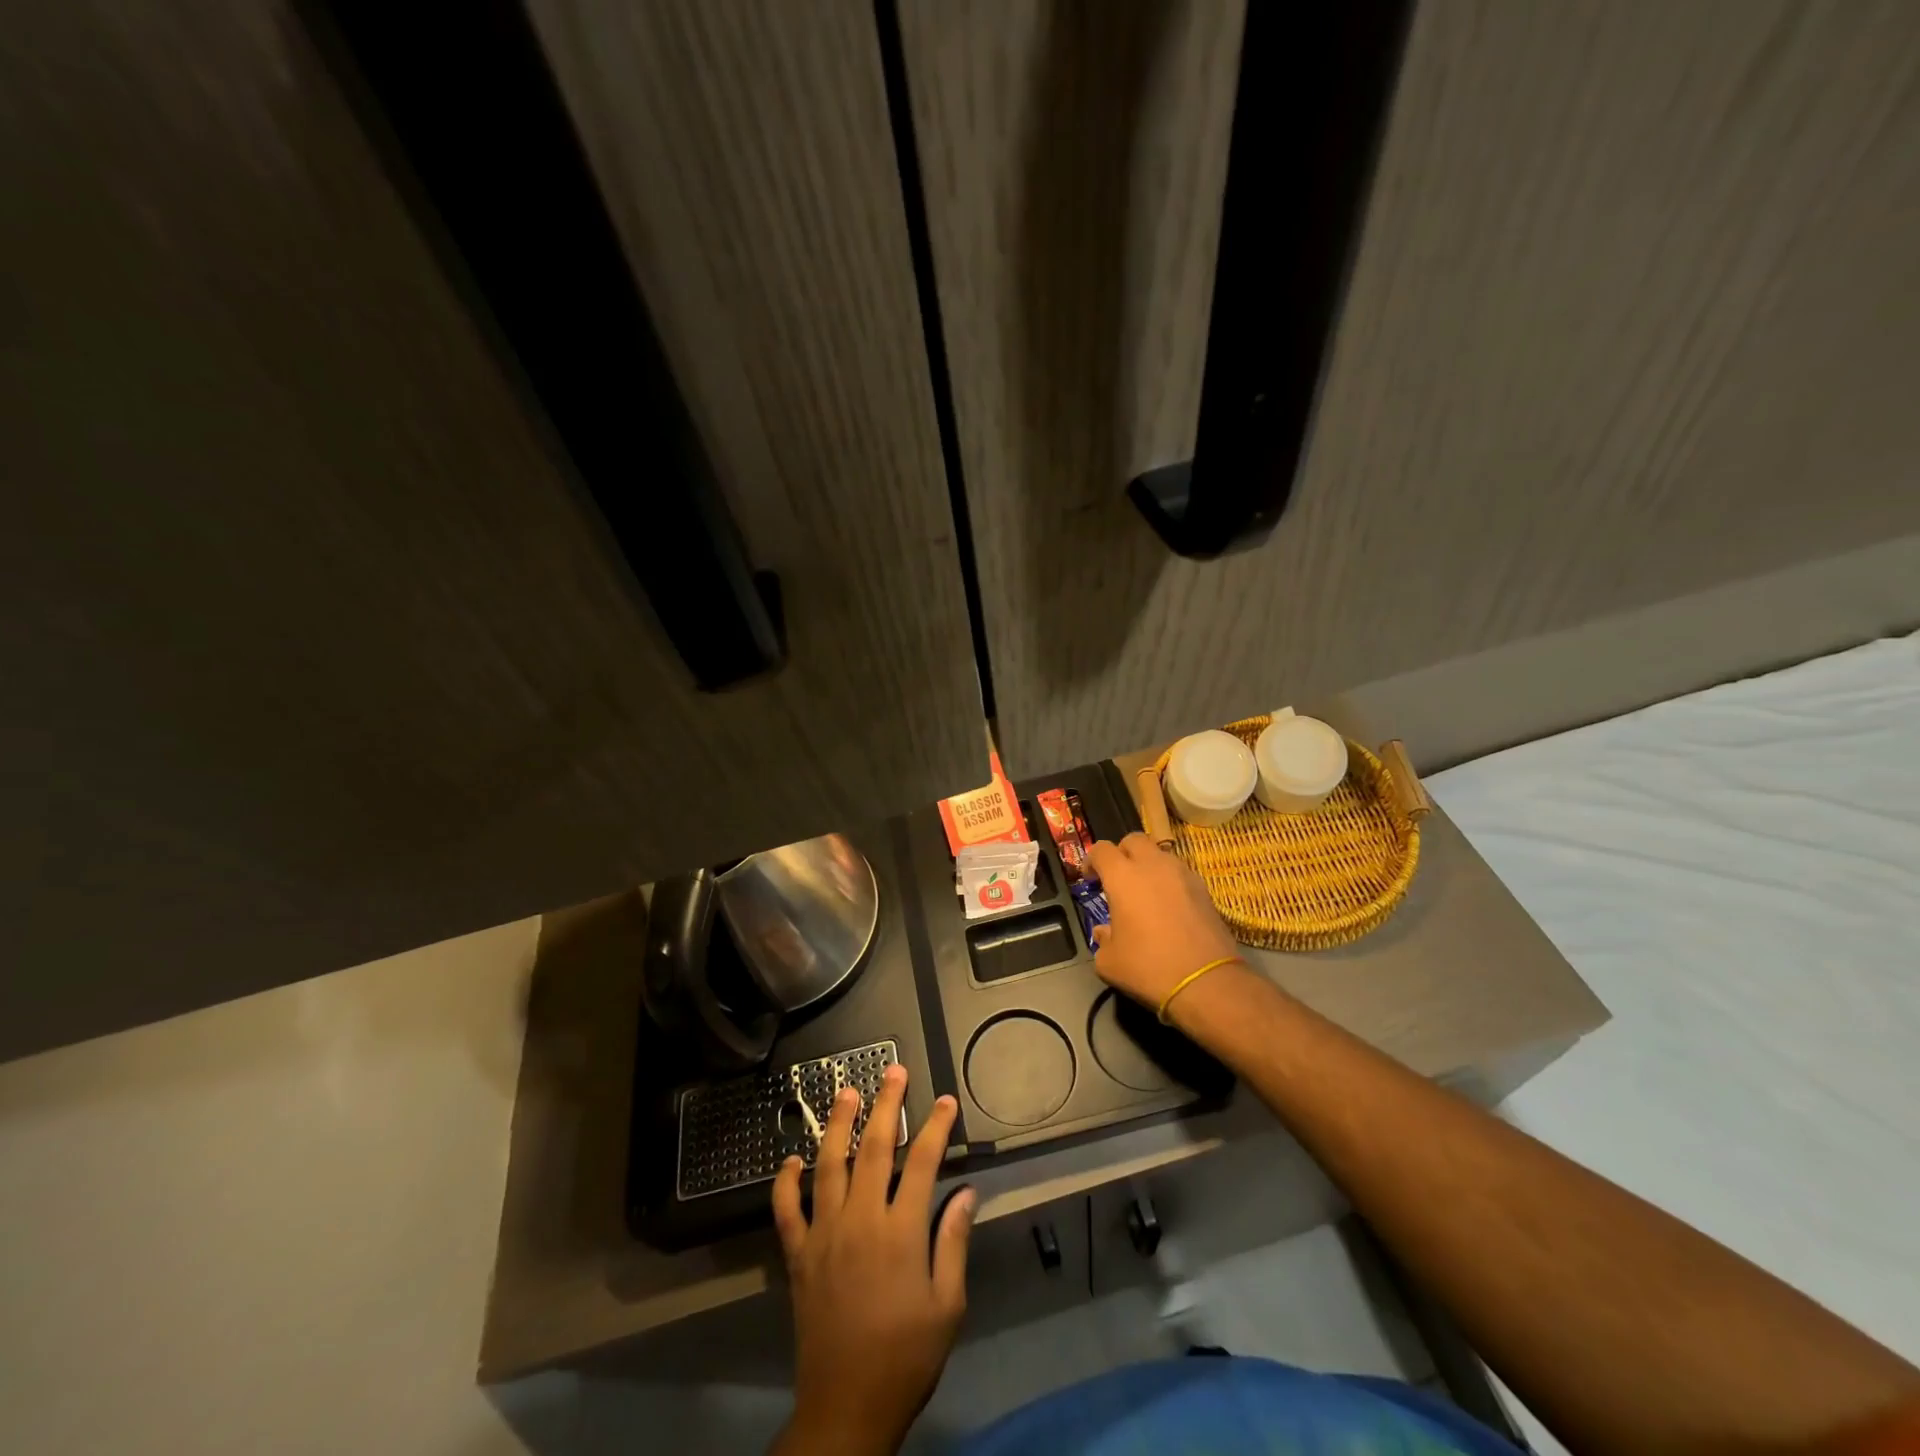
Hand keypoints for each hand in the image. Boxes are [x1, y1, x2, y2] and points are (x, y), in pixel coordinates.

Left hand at [771, 1065, 974, 1455]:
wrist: (847, 1408)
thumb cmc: (906, 1357)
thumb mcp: (947, 1306)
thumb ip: (954, 1243)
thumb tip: (967, 1192)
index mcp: (901, 1232)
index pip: (922, 1163)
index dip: (936, 1127)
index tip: (946, 1101)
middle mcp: (861, 1221)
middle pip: (874, 1149)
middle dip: (887, 1105)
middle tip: (894, 1071)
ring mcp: (824, 1235)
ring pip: (829, 1165)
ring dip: (838, 1125)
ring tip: (846, 1091)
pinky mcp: (799, 1256)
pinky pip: (787, 1211)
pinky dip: (786, 1183)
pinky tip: (791, 1161)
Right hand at [1085, 832, 1241, 1012]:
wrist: (1205, 981)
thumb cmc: (1148, 967)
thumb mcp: (1110, 962)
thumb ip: (1102, 940)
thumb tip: (1105, 932)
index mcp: (1123, 877)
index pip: (1101, 849)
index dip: (1091, 860)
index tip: (1090, 879)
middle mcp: (1153, 866)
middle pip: (1133, 840)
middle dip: (1122, 853)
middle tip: (1118, 878)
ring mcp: (1182, 874)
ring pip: (1160, 854)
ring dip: (1148, 865)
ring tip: (1145, 893)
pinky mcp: (1204, 889)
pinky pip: (1179, 873)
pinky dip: (1169, 881)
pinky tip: (1168, 907)